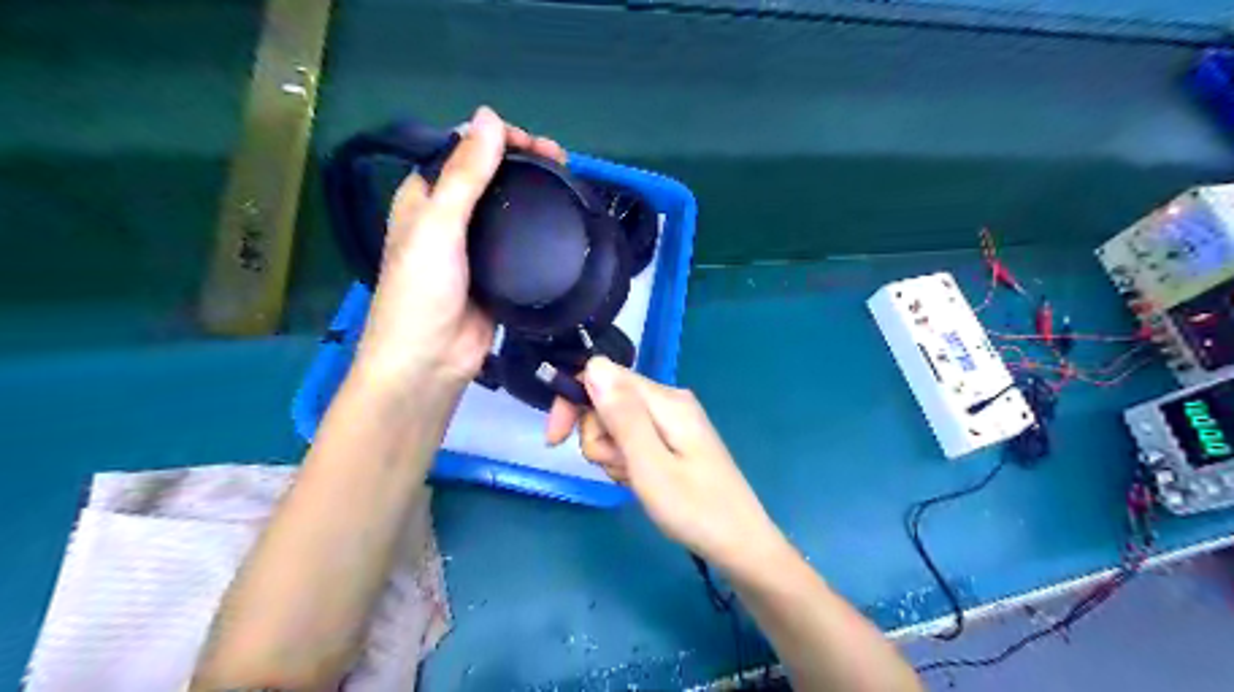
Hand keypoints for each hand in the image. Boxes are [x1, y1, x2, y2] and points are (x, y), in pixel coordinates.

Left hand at [352, 107, 567, 397]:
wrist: (432, 361)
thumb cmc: (422, 291)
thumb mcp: (439, 225)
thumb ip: (464, 174)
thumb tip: (489, 116)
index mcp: (424, 197)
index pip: (461, 151)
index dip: (494, 138)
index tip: (533, 142)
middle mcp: (448, 217)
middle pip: (489, 177)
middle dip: (522, 162)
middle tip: (560, 161)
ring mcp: (475, 247)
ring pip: (508, 209)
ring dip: (533, 193)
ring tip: (568, 185)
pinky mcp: (498, 273)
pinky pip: (521, 242)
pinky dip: (539, 229)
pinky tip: (561, 222)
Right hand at [573, 357, 785, 571]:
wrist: (739, 544)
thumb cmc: (695, 509)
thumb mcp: (650, 466)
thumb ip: (622, 415)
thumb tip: (593, 365)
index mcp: (665, 400)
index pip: (602, 375)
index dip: (574, 402)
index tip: (557, 440)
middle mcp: (668, 401)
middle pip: (607, 400)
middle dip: (597, 436)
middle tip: (617, 468)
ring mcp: (671, 421)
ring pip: (615, 424)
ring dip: (612, 454)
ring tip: (634, 480)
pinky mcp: (672, 439)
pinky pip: (632, 440)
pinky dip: (626, 461)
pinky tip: (640, 482)